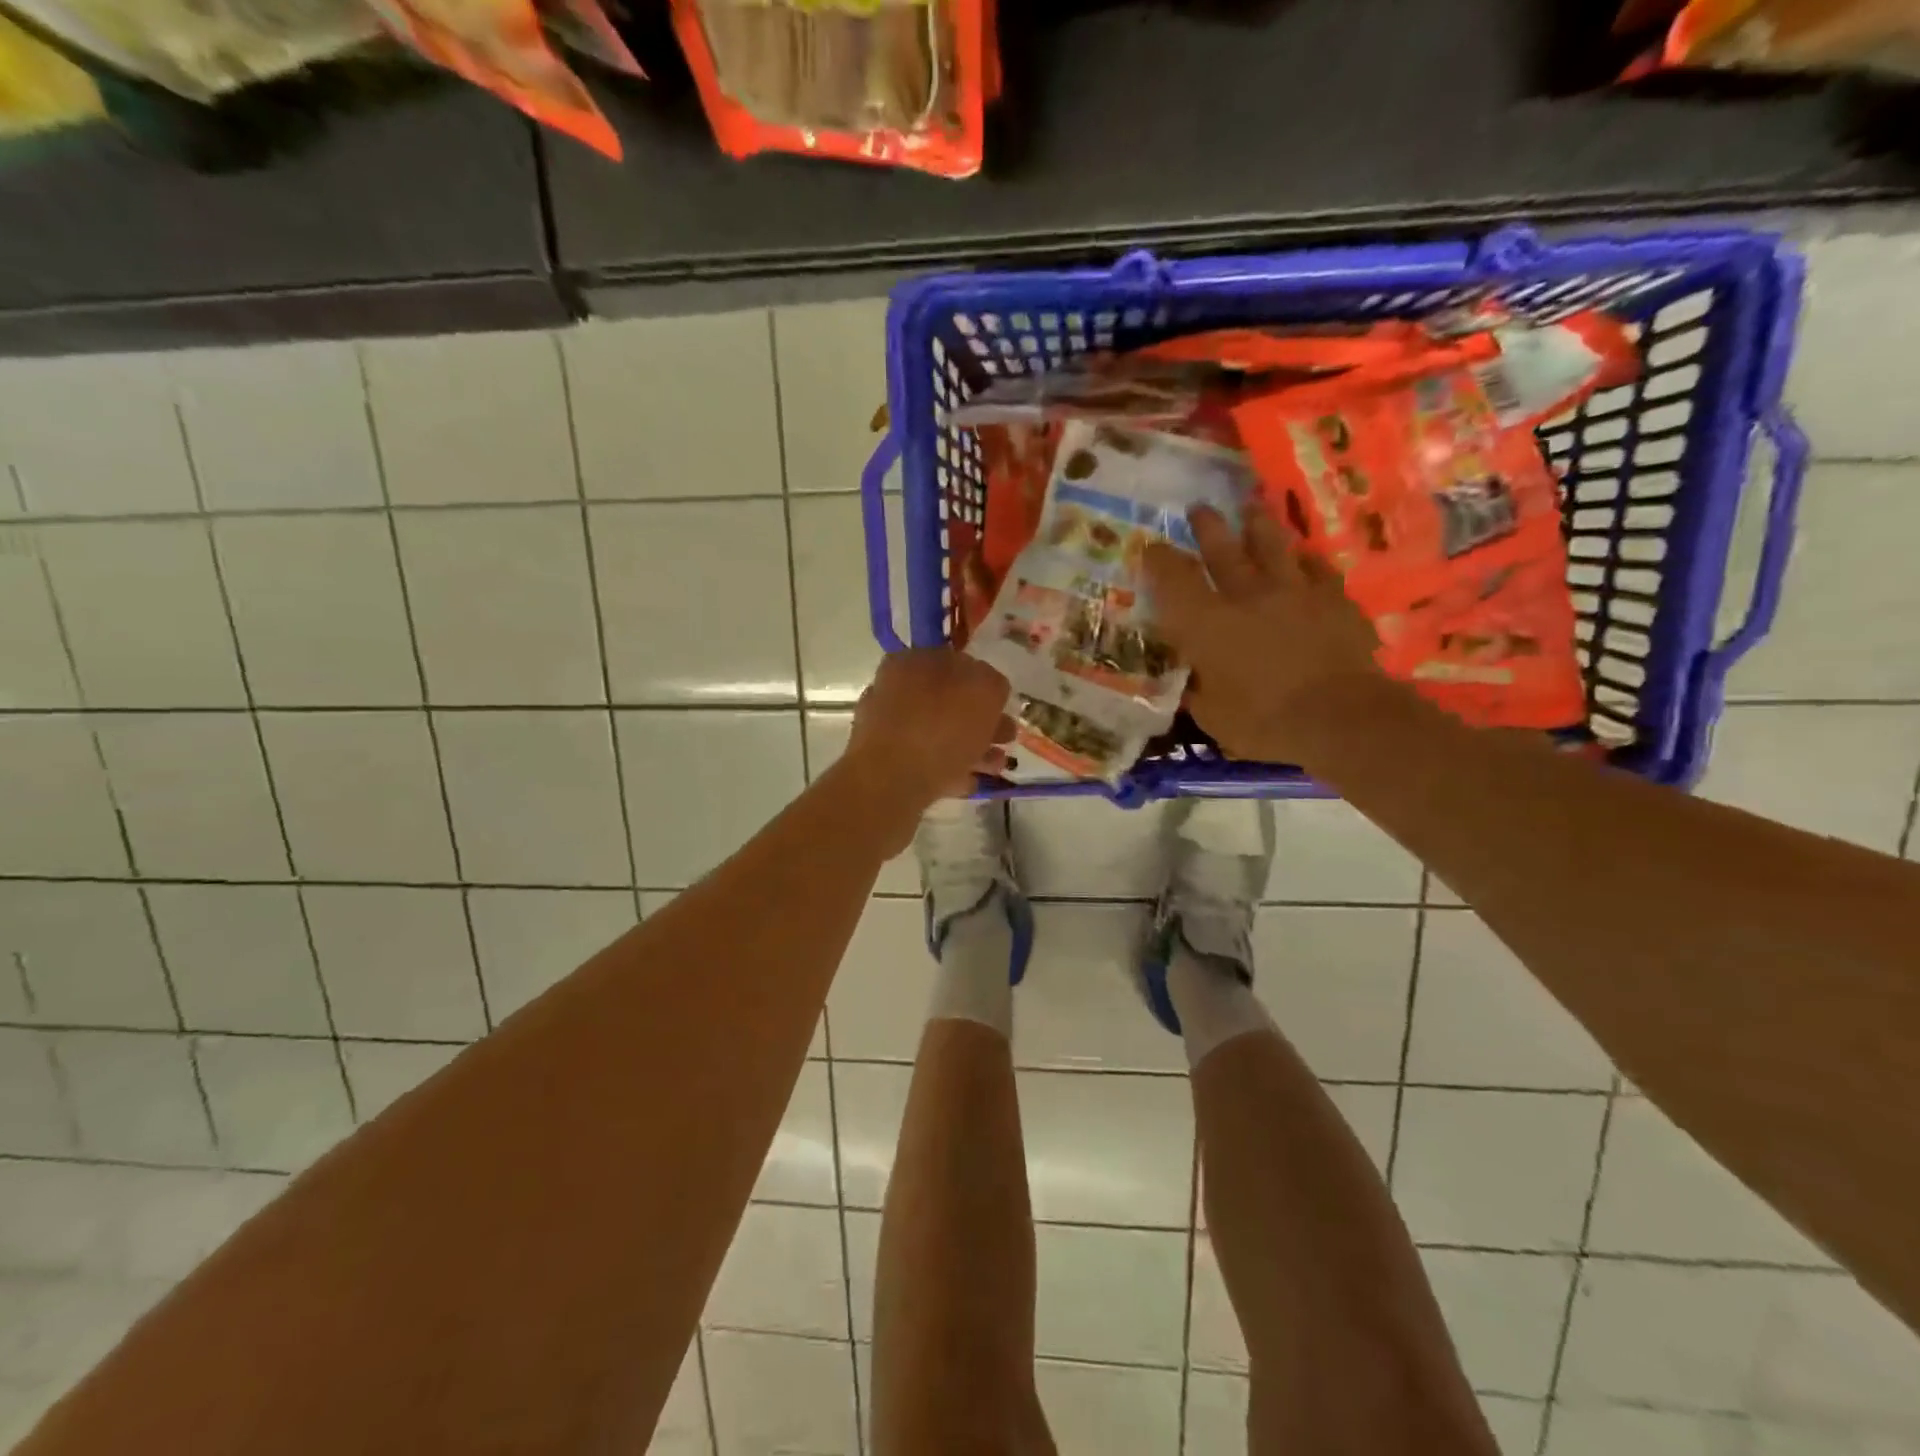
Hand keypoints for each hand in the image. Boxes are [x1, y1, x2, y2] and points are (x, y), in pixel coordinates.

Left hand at [844, 649, 1010, 841]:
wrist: (890, 782)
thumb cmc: (941, 729)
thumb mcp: (984, 691)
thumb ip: (992, 683)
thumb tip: (988, 689)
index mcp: (912, 661)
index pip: (955, 663)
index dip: (984, 684)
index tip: (1004, 706)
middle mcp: (895, 689)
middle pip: (948, 702)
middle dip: (981, 721)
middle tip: (1006, 739)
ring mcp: (887, 727)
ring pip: (940, 734)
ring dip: (972, 748)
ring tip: (996, 767)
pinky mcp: (885, 763)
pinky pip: (926, 761)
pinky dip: (950, 769)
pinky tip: (969, 782)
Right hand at [1142, 502, 1383, 763]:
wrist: (1341, 718)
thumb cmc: (1265, 723)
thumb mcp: (1213, 716)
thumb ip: (1199, 690)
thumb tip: (1192, 680)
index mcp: (1207, 624)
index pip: (1174, 580)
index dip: (1159, 561)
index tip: (1151, 547)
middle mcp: (1247, 596)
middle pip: (1223, 551)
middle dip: (1207, 527)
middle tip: (1199, 508)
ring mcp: (1295, 592)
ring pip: (1273, 546)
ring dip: (1258, 526)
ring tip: (1251, 509)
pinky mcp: (1334, 600)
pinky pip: (1318, 568)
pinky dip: (1306, 559)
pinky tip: (1304, 554)